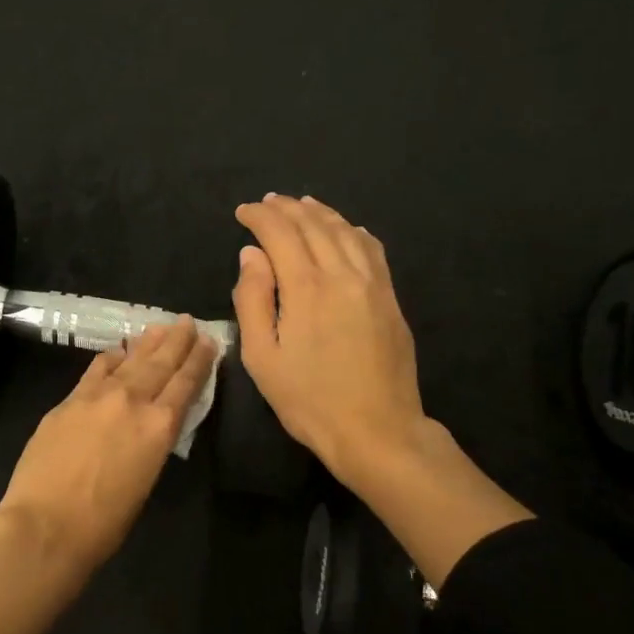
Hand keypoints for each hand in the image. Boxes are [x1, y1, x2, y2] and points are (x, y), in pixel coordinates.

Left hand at [0, 317, 217, 573]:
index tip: (209, 342)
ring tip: (160, 326)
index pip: (186, 384)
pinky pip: (96, 370)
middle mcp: (133, 401)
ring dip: (147, 342)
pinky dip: (111, 357)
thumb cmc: (104, 523)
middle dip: (177, 341)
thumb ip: (151, 443)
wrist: (46, 525)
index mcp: (160, 427)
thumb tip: (150, 424)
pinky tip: (118, 350)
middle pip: (161, 363)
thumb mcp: (145, 481)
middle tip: (188, 322)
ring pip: (130, 361)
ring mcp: (98, 397)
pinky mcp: (69, 401)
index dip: (199, 361)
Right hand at [232, 193, 531, 584]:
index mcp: (306, 287)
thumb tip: (251, 255)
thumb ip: (252, 300)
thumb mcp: (262, 358)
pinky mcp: (390, 298)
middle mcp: (342, 274)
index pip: (280, 233)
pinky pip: (373, 249)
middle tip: (267, 202)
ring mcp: (372, 284)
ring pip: (345, 231)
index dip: (259, 216)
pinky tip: (347, 229)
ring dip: (321, 212)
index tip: (242, 212)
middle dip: (287, 208)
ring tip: (302, 204)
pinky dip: (354, 231)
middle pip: (314, 224)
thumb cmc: (309, 400)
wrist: (377, 430)